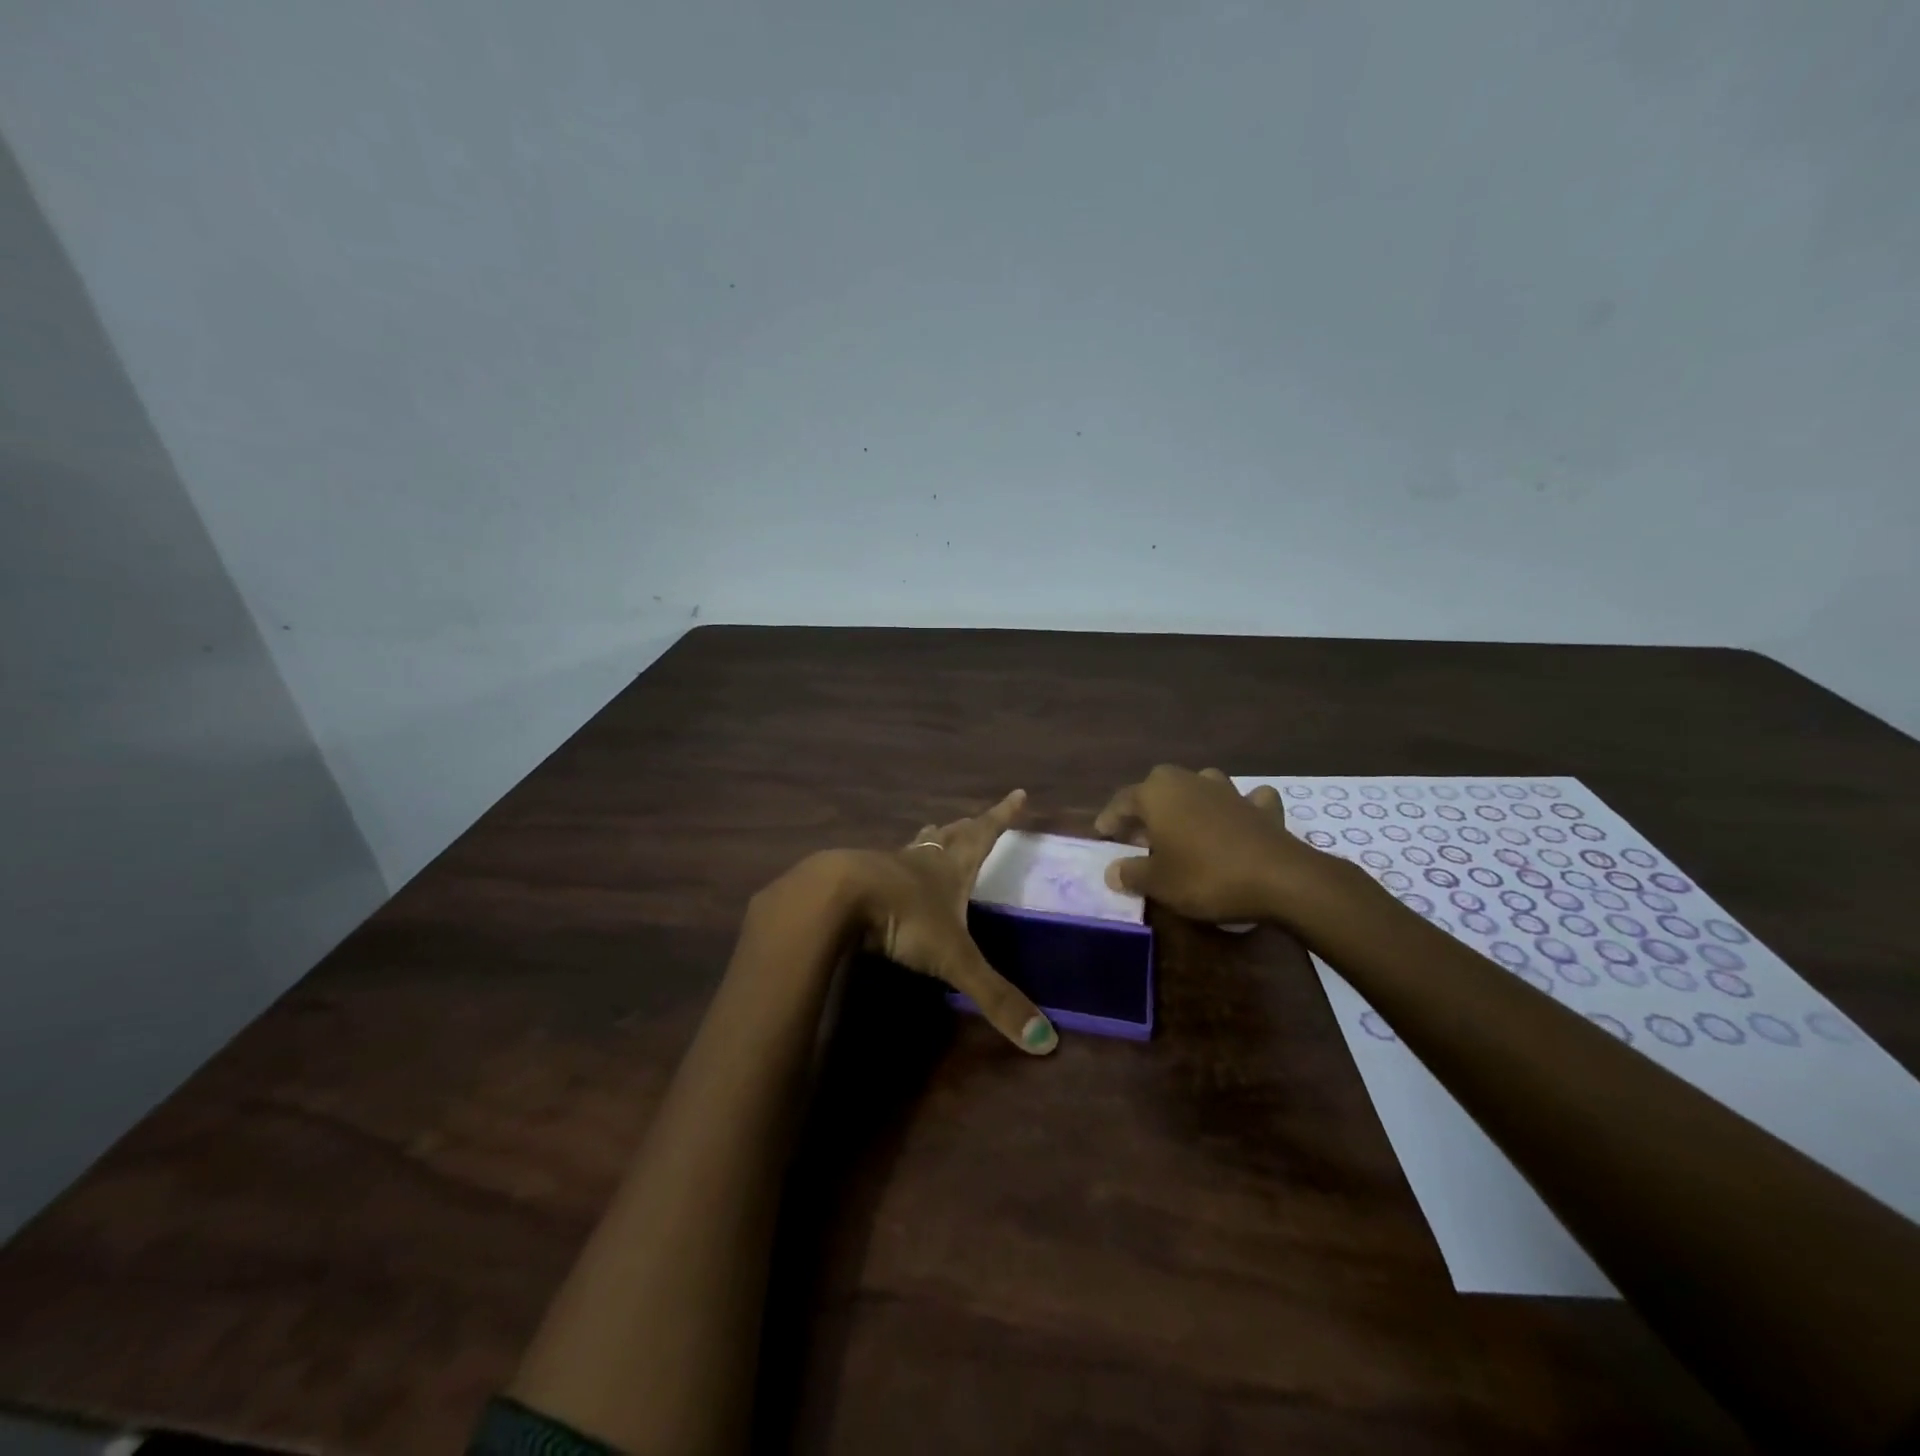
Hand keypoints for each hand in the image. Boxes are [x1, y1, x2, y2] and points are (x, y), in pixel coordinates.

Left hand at [765, 790, 1057, 1054]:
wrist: (837, 898)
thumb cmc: (905, 919)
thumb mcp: (955, 959)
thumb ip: (995, 998)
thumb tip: (1047, 1042)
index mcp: (951, 869)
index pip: (985, 834)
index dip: (1003, 816)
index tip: (1018, 793)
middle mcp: (922, 860)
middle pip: (949, 835)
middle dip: (965, 827)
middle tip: (972, 818)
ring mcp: (887, 865)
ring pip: (914, 845)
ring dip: (928, 839)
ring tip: (932, 830)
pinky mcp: (857, 878)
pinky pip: (882, 865)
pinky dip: (892, 864)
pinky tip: (885, 872)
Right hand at [1093, 765, 1334, 925]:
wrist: (1278, 878)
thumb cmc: (1205, 876)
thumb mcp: (1158, 883)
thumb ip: (1131, 873)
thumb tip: (1112, 870)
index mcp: (1157, 794)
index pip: (1122, 802)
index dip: (1109, 820)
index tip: (1101, 837)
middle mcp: (1189, 781)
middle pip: (1158, 787)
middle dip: (1147, 808)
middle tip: (1140, 836)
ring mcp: (1227, 790)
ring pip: (1199, 786)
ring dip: (1189, 801)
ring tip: (1183, 826)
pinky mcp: (1260, 806)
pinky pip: (1245, 800)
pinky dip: (1240, 807)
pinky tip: (1240, 819)